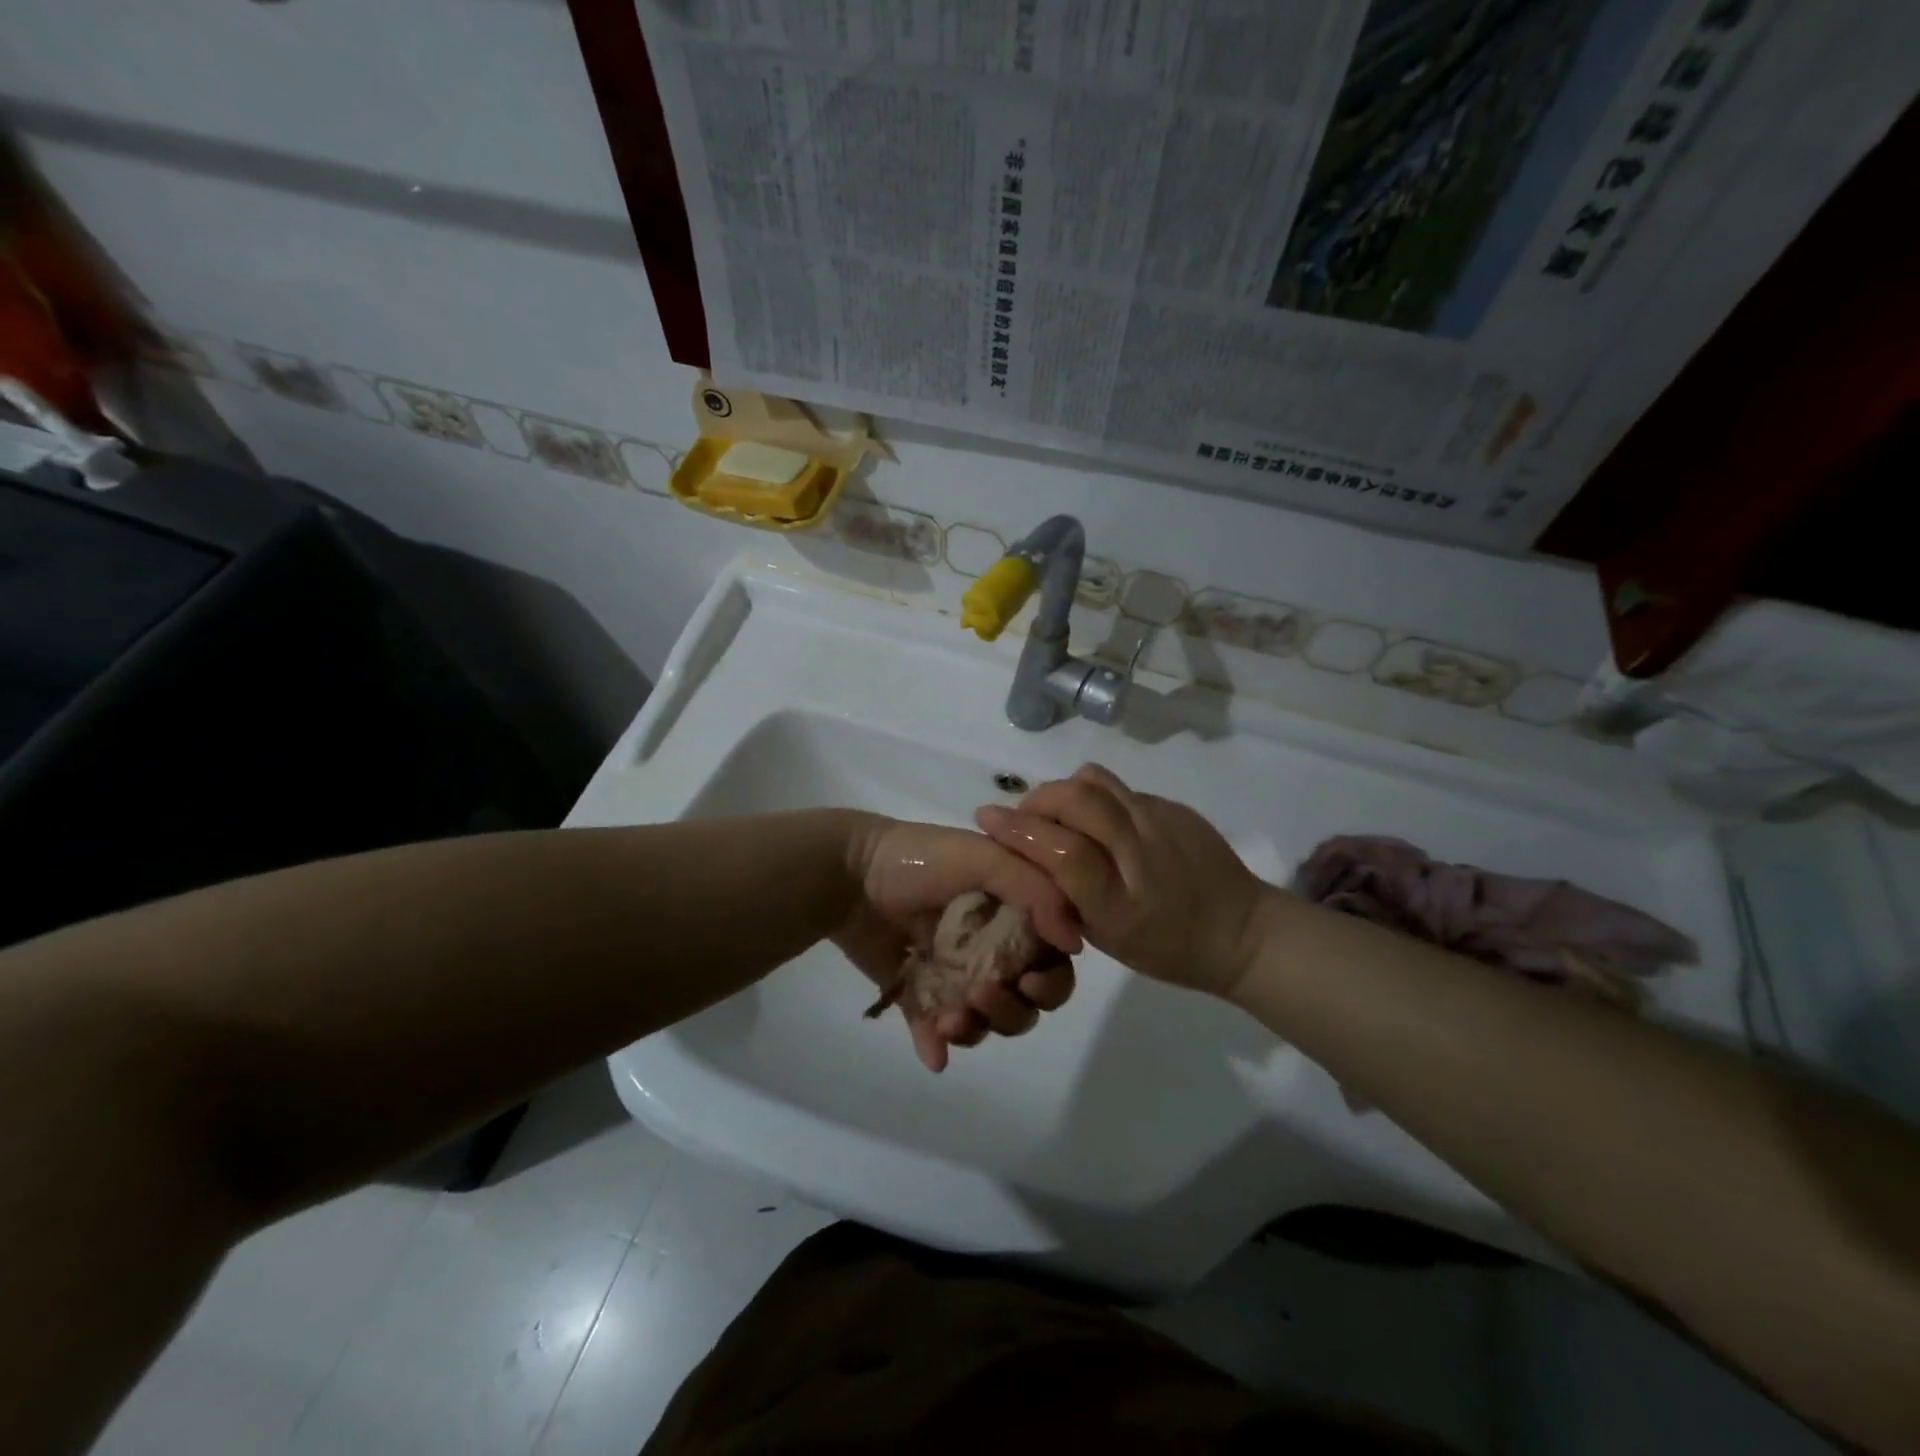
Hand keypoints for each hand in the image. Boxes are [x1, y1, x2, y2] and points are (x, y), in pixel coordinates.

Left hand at [836, 815, 1081, 1071]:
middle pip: (1025, 1001)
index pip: (1052, 961)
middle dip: (1012, 1010)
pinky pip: (937, 1031)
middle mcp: (991, 947)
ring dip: (977, 1028)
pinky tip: (934, 1050)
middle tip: (980, 993)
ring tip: (949, 1019)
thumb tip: (1074, 944)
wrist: (850, 872)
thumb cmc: (922, 860)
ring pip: (986, 1021)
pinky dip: (939, 1046)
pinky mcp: (918, 993)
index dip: (1051, 980)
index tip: (1029, 980)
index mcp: (1014, 914)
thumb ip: (1036, 892)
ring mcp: (954, 973)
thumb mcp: (986, 857)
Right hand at [975, 764, 1269, 997]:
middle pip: (1076, 798)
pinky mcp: (1176, 807)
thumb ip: (1066, 896)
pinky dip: (1096, 799)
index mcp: (1121, 898)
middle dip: (1036, 800)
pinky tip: (1101, 824)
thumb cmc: (1168, 947)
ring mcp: (1163, 819)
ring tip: (1059, 816)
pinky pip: (1121, 789)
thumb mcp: (1108, 936)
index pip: (1060, 847)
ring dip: (1064, 792)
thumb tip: (1029, 853)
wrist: (1242, 932)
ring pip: (1096, 782)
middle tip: (1023, 818)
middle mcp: (1142, 849)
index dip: (1018, 829)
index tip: (986, 817)